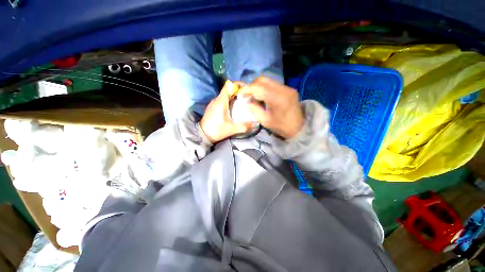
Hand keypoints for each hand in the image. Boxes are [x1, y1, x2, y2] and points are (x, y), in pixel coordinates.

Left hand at [200, 81, 253, 142]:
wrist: (203, 135)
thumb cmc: (217, 130)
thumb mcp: (232, 129)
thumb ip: (244, 126)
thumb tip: (255, 124)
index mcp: (221, 101)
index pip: (229, 85)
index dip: (238, 84)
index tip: (246, 89)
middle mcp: (216, 99)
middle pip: (228, 90)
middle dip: (238, 91)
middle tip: (247, 97)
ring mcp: (213, 103)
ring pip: (225, 95)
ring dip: (234, 96)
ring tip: (242, 102)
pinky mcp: (212, 107)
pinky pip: (222, 100)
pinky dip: (229, 100)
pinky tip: (234, 108)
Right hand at [240, 77, 304, 138]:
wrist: (299, 128)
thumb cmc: (282, 127)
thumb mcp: (265, 121)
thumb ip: (255, 110)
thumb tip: (247, 102)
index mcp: (277, 99)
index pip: (258, 87)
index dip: (247, 89)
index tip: (240, 93)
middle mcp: (283, 89)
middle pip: (263, 79)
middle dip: (252, 85)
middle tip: (247, 94)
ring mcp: (287, 88)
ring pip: (268, 81)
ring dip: (258, 86)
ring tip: (254, 95)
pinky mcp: (289, 89)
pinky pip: (273, 84)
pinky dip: (265, 88)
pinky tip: (263, 96)